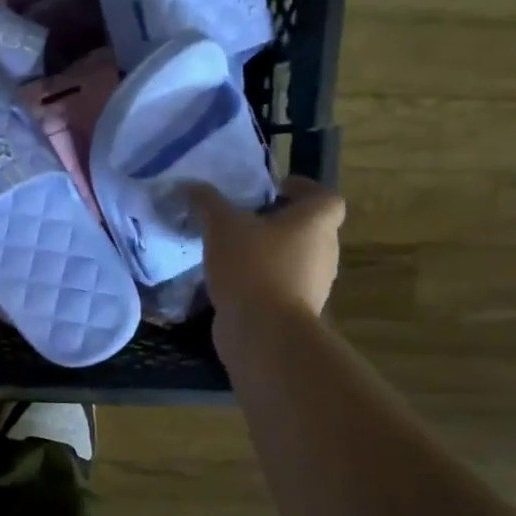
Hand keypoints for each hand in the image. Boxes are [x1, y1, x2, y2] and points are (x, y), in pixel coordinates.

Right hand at [190, 177, 344, 359]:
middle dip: (278, 221)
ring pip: (294, 256)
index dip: (302, 189)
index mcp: (317, 222)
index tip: (271, 191)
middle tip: (244, 218)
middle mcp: (325, 250)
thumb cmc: (252, 266)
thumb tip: (190, 185)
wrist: (263, 331)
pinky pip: (282, 283)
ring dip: (270, 250)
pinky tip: (232, 278)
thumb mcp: (221, 225)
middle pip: (308, 227)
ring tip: (233, 248)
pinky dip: (263, 277)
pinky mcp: (298, 308)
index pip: (325, 197)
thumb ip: (207, 201)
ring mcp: (315, 283)